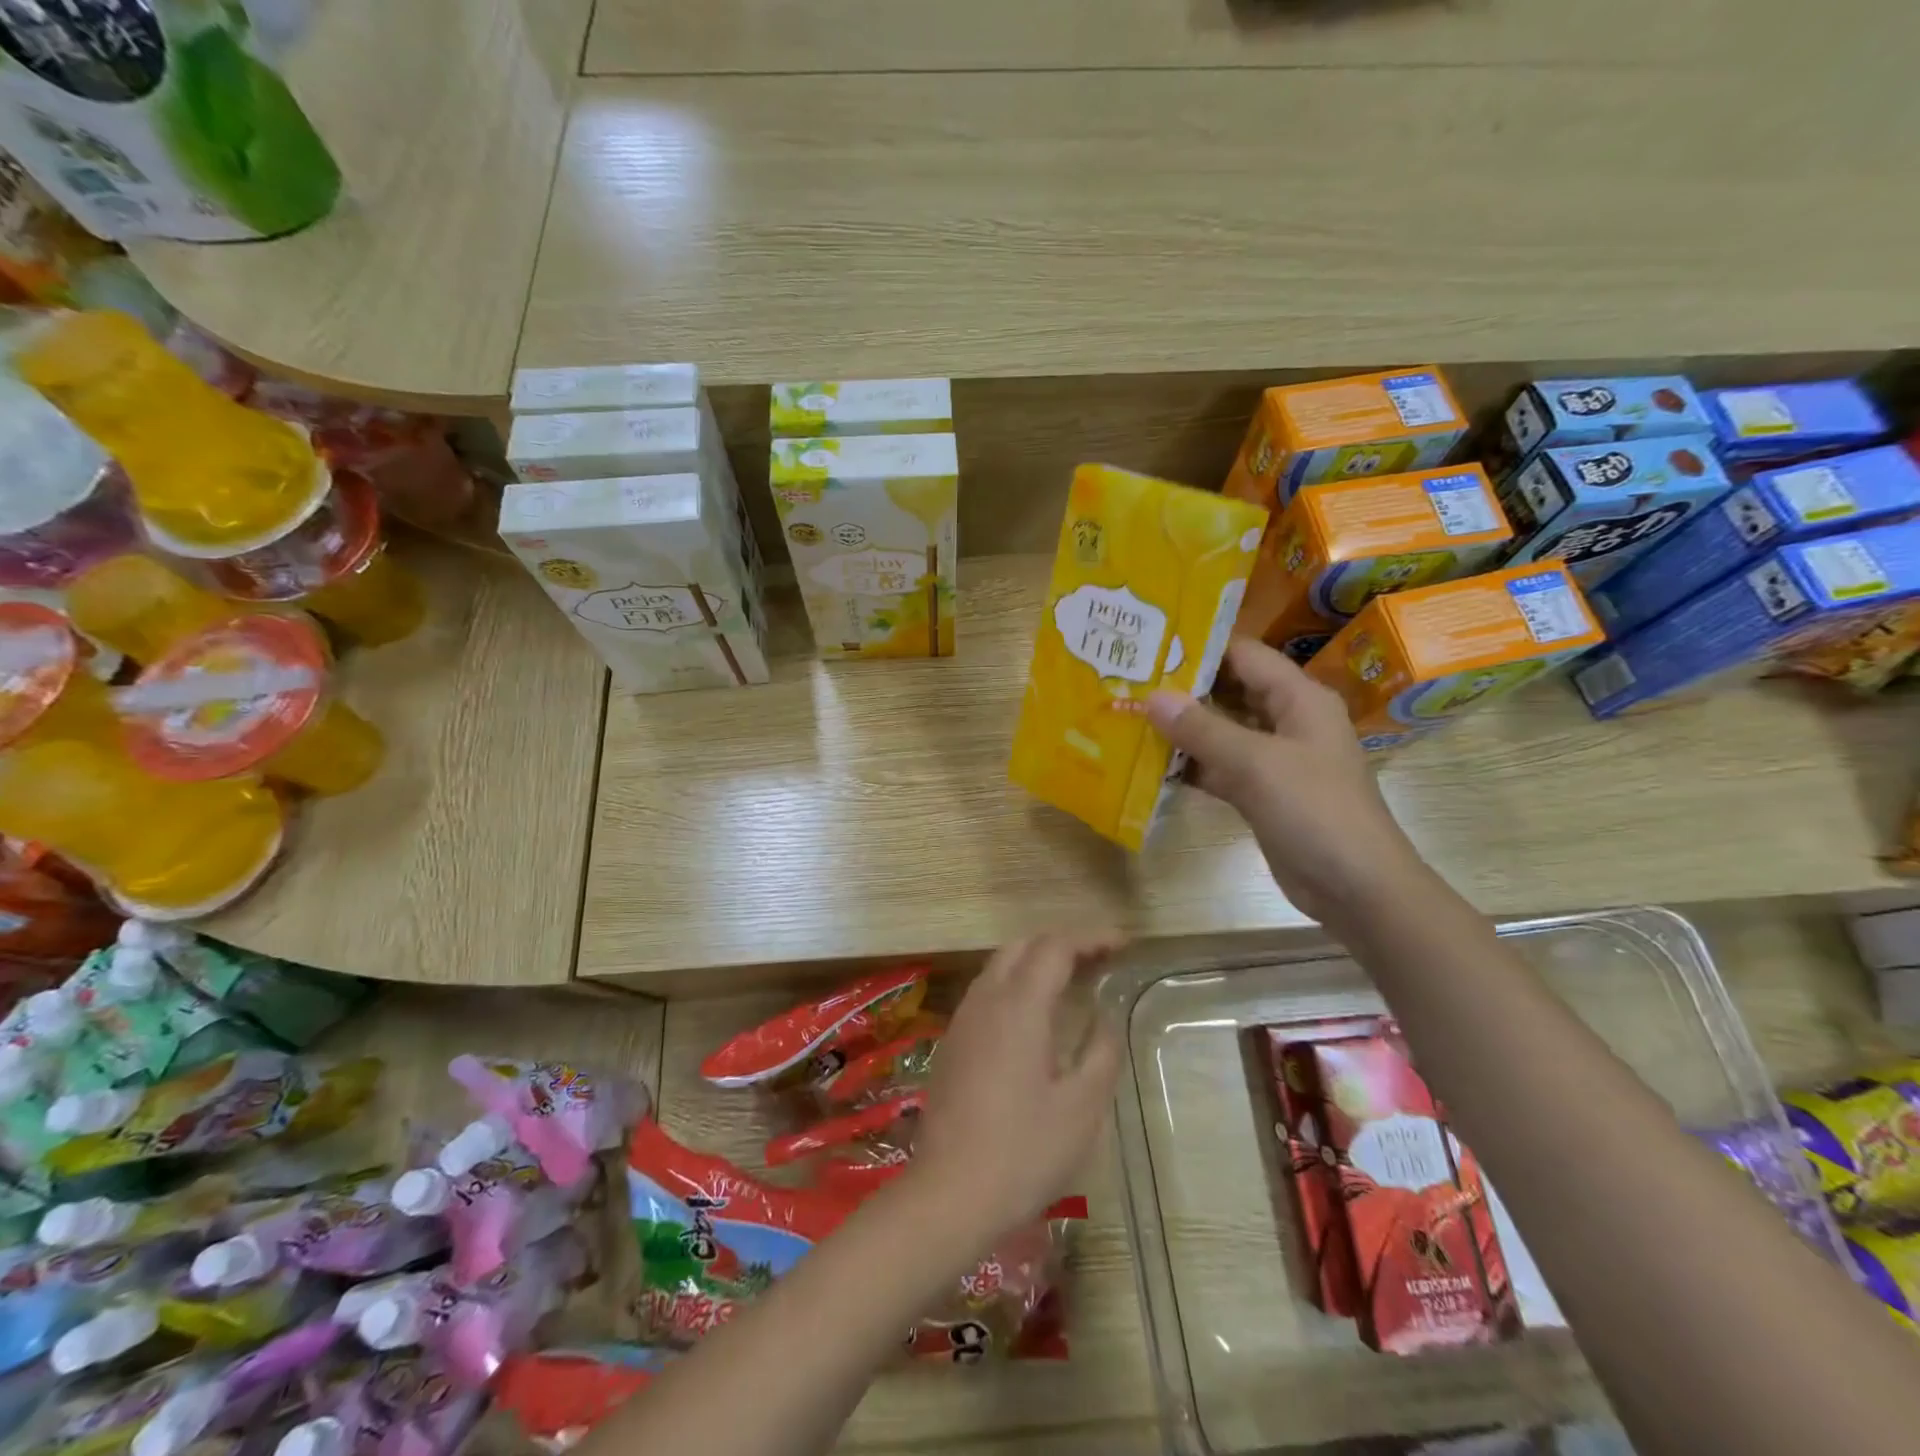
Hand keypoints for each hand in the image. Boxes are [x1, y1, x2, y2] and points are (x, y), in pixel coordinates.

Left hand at [909, 933, 1122, 1246]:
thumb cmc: (1024, 1151)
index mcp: (1019, 1005)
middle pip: (1023, 945)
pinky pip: (986, 992)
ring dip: (1036, 961)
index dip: (1091, 938)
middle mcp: (986, 1000)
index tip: (1122, 944)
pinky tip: (1034, 1017)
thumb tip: (1104, 1018)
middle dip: (1062, 943)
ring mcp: (963, 1020)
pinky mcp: (952, 1043)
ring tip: (1071, 982)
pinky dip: (1016, 984)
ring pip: (1000, 966)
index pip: (1055, 947)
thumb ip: (1100, 1053)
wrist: (950, 1193)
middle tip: (1099, 961)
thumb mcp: (1082, 1107)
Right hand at [1146, 638, 1426, 924]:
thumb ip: (1202, 729)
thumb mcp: (1256, 763)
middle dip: (1183, 687)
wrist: (1356, 887)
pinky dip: (1191, 764)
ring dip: (1182, 727)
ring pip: (1222, 730)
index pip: (1244, 654)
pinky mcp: (1261, 792)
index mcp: (1298, 698)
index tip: (1150, 644)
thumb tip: (1152, 697)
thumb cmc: (1314, 811)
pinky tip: (1150, 763)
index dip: (1200, 646)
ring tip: (1130, 715)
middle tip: (1130, 680)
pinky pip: (1220, 766)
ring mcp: (1274, 759)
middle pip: (1230, 690)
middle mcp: (1287, 720)